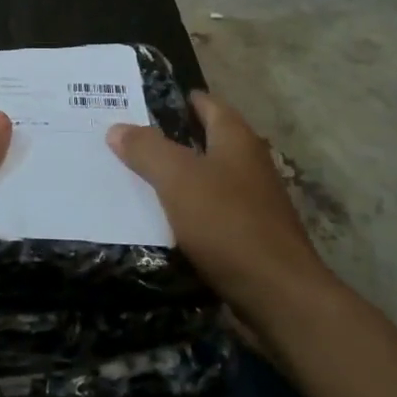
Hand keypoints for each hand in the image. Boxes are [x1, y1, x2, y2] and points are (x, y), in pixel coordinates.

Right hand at [106, 91, 330, 343]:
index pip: (204, 103)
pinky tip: (153, 221)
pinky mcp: (245, 236)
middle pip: (201, 141)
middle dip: (164, 139)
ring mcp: (249, 201)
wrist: (279, 296)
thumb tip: (117, 128)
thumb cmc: (228, 224)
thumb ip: (146, 149)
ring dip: (171, 179)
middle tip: (119, 140)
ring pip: (201, 179)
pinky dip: (181, 212)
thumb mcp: (178, 179)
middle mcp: (246, 163)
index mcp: (236, 138)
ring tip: (126, 179)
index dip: (172, 99)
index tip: (134, 101)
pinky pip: (205, 213)